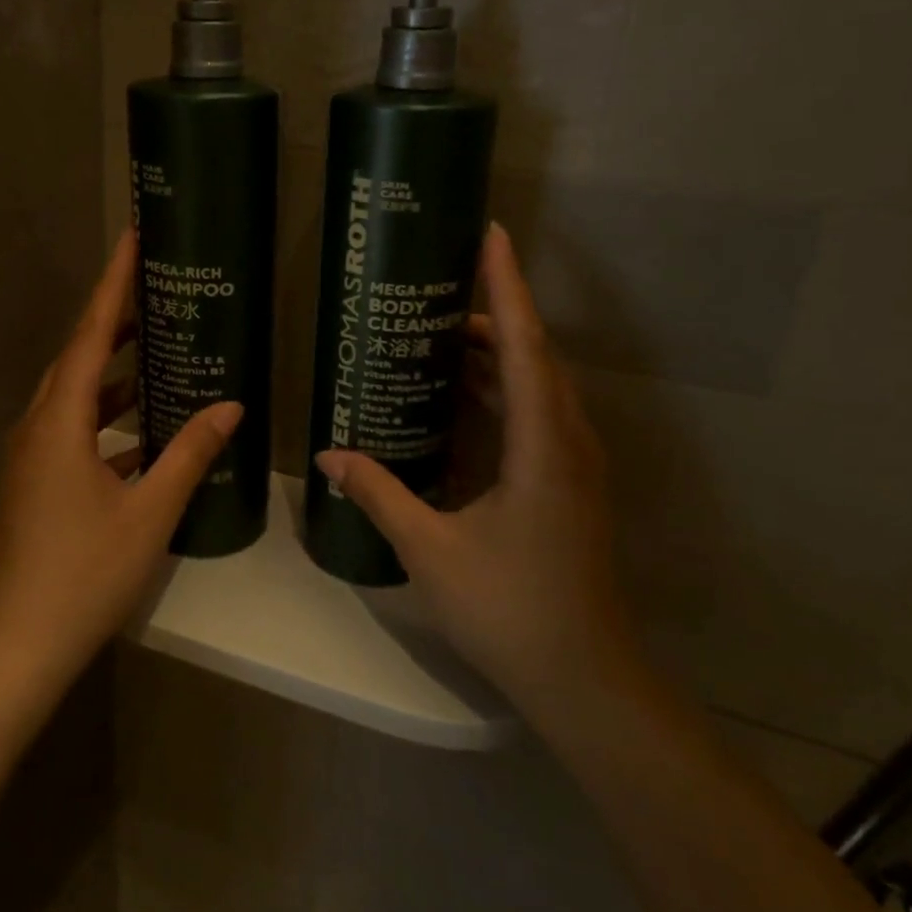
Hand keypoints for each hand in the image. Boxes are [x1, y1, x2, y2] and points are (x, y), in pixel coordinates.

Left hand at [0, 231, 241, 686]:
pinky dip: (106, 420)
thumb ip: (190, 454)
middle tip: (156, 295)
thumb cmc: (84, 573)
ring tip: (157, 354)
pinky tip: (143, 433)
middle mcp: (37, 428)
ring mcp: (30, 458)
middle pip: (77, 358)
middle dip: (115, 323)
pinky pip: (72, 431)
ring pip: (74, 397)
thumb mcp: (149, 512)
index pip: (90, 335)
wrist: (17, 643)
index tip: (132, 240)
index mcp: (59, 423)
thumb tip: (231, 407)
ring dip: (112, 374)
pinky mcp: (33, 484)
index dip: (113, 285)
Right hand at [315, 224, 639, 713]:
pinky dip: (503, 388)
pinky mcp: (571, 482)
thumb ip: (379, 493)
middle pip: (534, 355)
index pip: (525, 345)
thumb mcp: (431, 549)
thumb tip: (329, 454)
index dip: (507, 286)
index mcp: (541, 445)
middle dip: (493, 313)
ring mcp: (575, 462)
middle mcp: (567, 441)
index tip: (492, 235)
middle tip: (438, 290)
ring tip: (443, 333)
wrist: (583, 675)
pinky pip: (538, 412)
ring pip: (539, 384)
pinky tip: (464, 396)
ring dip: (499, 352)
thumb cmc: (509, 608)